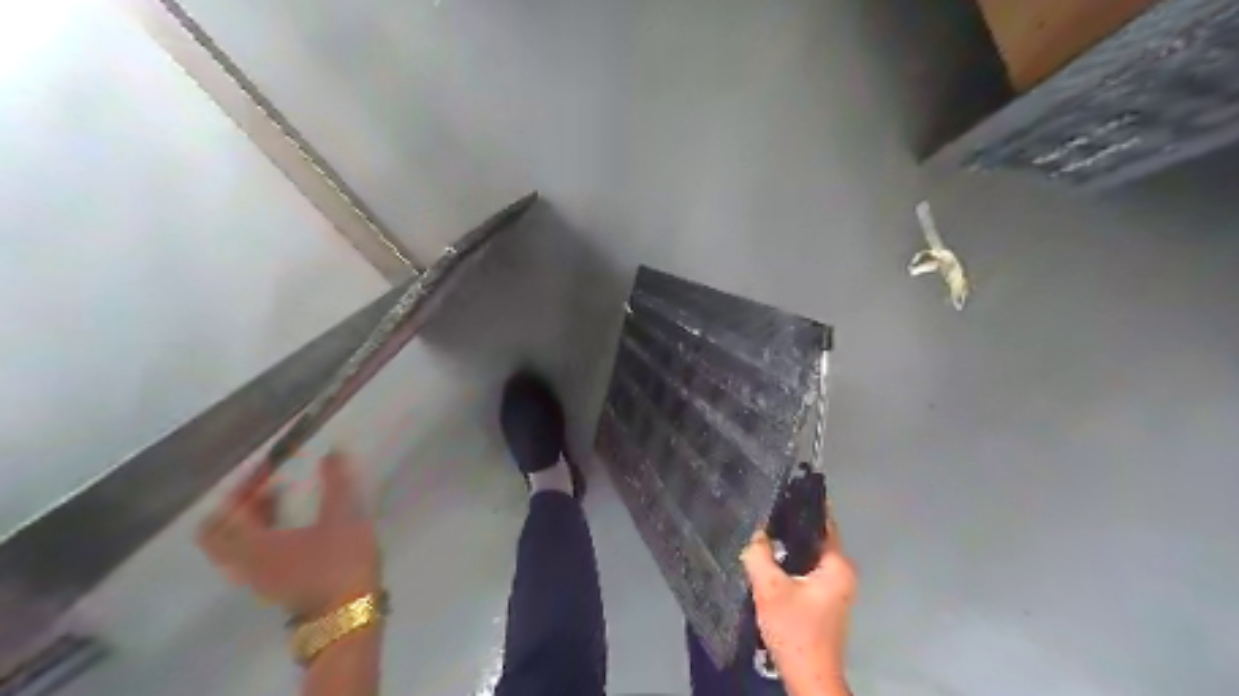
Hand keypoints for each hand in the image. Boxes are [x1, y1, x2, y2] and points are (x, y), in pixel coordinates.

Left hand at [199, 451, 378, 618]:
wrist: (348, 612)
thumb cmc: (340, 562)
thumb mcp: (344, 516)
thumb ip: (337, 483)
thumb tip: (333, 451)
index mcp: (255, 545)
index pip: (226, 512)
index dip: (241, 486)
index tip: (267, 465)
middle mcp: (246, 563)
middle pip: (218, 533)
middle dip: (237, 504)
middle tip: (263, 484)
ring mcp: (258, 577)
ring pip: (235, 544)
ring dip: (250, 518)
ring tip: (281, 497)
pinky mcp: (274, 584)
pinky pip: (251, 554)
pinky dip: (261, 533)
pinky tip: (292, 524)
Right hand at [740, 518, 857, 692]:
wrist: (808, 677)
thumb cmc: (795, 630)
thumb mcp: (770, 589)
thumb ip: (759, 555)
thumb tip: (755, 533)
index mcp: (837, 565)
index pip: (823, 521)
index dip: (803, 504)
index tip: (784, 487)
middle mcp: (841, 573)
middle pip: (814, 538)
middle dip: (790, 526)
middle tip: (764, 510)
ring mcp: (834, 588)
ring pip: (808, 556)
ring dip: (788, 547)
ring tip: (762, 531)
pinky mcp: (822, 601)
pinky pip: (805, 570)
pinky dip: (790, 564)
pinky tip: (769, 560)